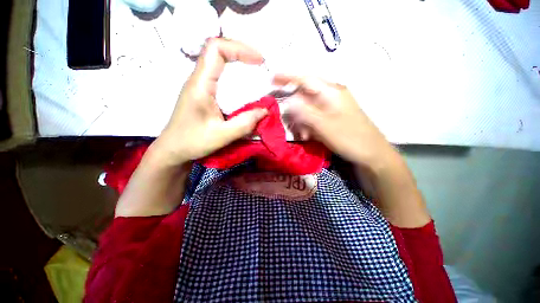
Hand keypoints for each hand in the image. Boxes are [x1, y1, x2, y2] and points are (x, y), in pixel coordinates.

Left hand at [151, 39, 267, 166]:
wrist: (173, 149)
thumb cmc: (193, 142)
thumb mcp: (222, 136)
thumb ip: (245, 124)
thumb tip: (265, 111)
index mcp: (200, 85)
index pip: (216, 49)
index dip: (239, 48)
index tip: (259, 61)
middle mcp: (198, 79)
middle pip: (217, 51)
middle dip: (241, 52)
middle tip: (261, 64)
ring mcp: (199, 86)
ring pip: (218, 62)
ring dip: (238, 63)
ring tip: (256, 72)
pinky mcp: (202, 93)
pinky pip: (219, 76)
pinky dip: (234, 76)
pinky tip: (243, 87)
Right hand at [276, 75, 399, 172]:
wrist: (371, 154)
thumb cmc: (350, 138)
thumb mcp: (324, 125)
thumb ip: (304, 112)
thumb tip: (288, 101)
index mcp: (332, 92)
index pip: (306, 79)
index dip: (288, 77)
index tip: (272, 78)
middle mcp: (331, 96)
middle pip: (305, 96)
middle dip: (295, 110)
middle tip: (291, 124)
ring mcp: (332, 107)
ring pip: (308, 109)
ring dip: (301, 121)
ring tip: (303, 135)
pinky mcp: (331, 118)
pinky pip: (314, 118)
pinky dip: (308, 126)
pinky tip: (308, 136)